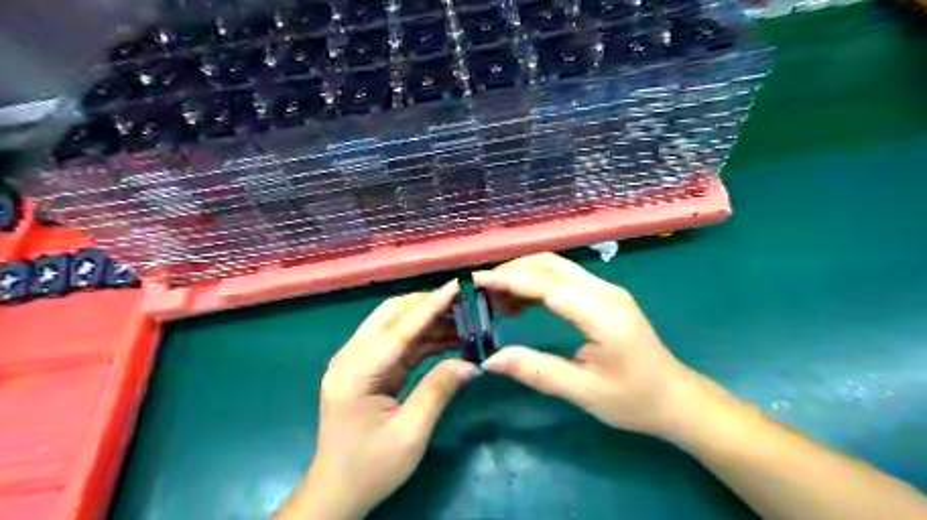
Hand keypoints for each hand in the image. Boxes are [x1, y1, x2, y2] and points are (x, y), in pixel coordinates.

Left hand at [289, 285, 477, 519]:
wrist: (338, 492)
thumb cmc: (371, 468)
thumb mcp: (410, 433)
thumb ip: (438, 390)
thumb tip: (472, 362)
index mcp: (355, 372)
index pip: (398, 329)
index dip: (430, 306)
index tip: (457, 286)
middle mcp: (351, 358)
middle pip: (391, 315)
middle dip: (427, 304)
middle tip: (464, 302)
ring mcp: (357, 361)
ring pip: (395, 325)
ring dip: (428, 320)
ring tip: (463, 319)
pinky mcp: (368, 369)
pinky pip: (398, 344)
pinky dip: (423, 338)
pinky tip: (449, 338)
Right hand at [478, 252, 702, 437]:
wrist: (675, 398)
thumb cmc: (634, 400)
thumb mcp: (584, 393)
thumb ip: (537, 371)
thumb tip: (490, 360)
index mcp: (603, 314)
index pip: (547, 285)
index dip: (509, 279)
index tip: (476, 281)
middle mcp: (605, 291)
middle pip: (551, 264)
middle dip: (512, 271)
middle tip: (482, 292)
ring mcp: (607, 290)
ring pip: (556, 267)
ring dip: (523, 275)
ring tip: (496, 300)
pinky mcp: (604, 296)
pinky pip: (564, 278)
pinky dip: (537, 283)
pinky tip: (521, 303)